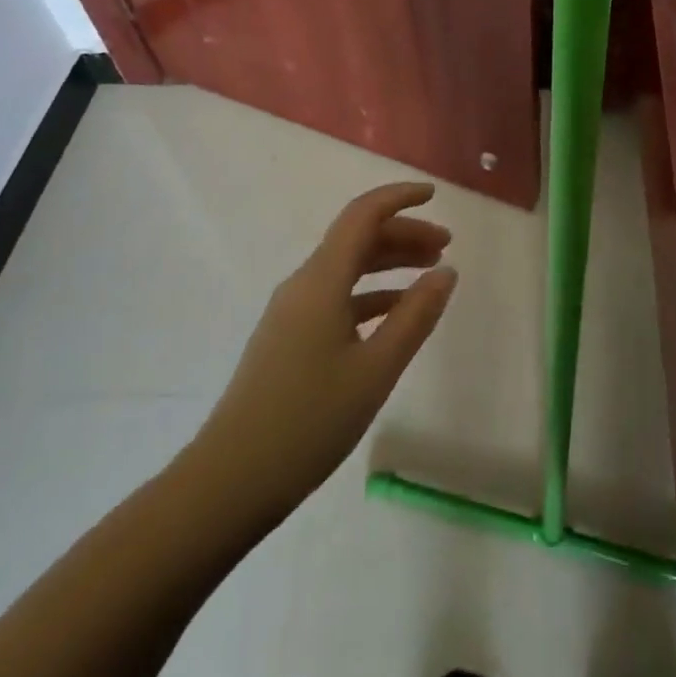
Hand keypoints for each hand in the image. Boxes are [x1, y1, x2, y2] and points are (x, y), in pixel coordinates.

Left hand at [177, 182, 456, 531]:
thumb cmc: (309, 421)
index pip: (363, 215)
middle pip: (357, 239)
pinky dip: (371, 294)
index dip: (399, 198)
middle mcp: (304, 284)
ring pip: (348, 268)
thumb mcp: (376, 369)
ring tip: (429, 274)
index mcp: (322, 280)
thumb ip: (415, 316)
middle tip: (445, 246)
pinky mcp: (288, 338)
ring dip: (389, 263)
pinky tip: (394, 315)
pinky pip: (337, 297)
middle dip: (403, 234)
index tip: (434, 195)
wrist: (229, 481)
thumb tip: (446, 272)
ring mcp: (292, 312)